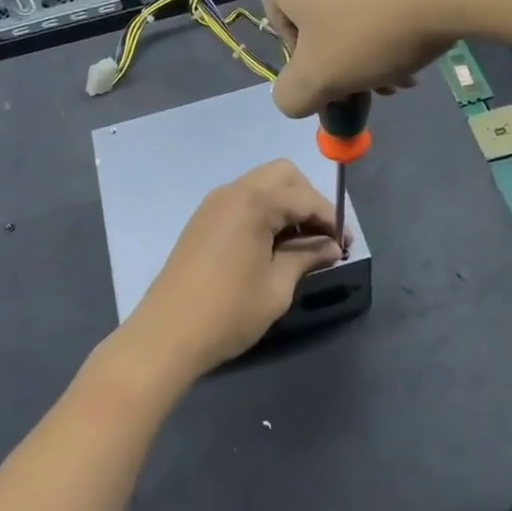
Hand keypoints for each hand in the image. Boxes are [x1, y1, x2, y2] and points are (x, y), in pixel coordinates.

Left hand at [123, 160, 342, 382]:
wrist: (166, 334)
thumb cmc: (228, 311)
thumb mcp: (277, 287)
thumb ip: (306, 257)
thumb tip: (331, 247)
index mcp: (254, 202)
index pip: (304, 197)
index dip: (330, 219)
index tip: (345, 245)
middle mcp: (233, 191)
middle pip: (283, 175)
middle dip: (308, 200)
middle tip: (321, 237)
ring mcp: (214, 204)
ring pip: (262, 185)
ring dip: (286, 205)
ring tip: (300, 244)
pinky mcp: (203, 220)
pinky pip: (243, 201)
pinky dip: (264, 212)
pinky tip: (272, 245)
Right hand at [255, 0, 480, 117]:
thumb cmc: (374, 23)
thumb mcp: (321, 78)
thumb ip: (292, 95)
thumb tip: (293, 95)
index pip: (283, 26)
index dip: (314, 64)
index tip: (346, 81)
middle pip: (321, 7)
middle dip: (349, 50)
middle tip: (384, 81)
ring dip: (376, 31)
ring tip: (412, 61)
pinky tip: (429, 24)